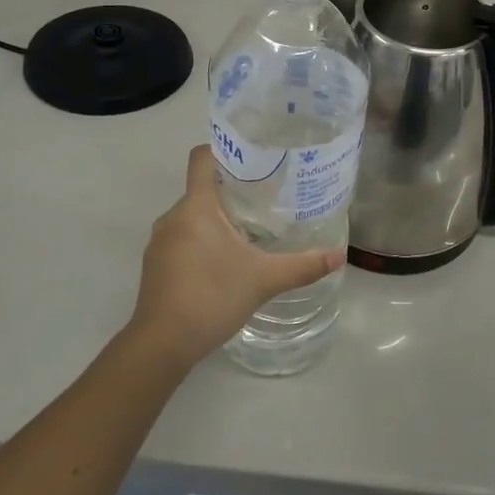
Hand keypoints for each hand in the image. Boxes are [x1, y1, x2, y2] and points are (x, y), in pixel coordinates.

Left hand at [129, 146, 343, 368]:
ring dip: (216, 219)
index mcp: (196, 207)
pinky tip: (224, 261)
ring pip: (191, 216)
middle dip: (231, 190)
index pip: (202, 158)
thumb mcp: (264, 280)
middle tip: (266, 197)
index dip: (225, 150)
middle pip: (201, 188)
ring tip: (250, 229)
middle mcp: (172, 217)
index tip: (253, 157)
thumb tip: (339, 255)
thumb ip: (302, 265)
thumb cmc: (211, 298)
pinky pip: (181, 238)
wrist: (161, 344)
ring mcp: (160, 242)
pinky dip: (202, 240)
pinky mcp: (155, 265)